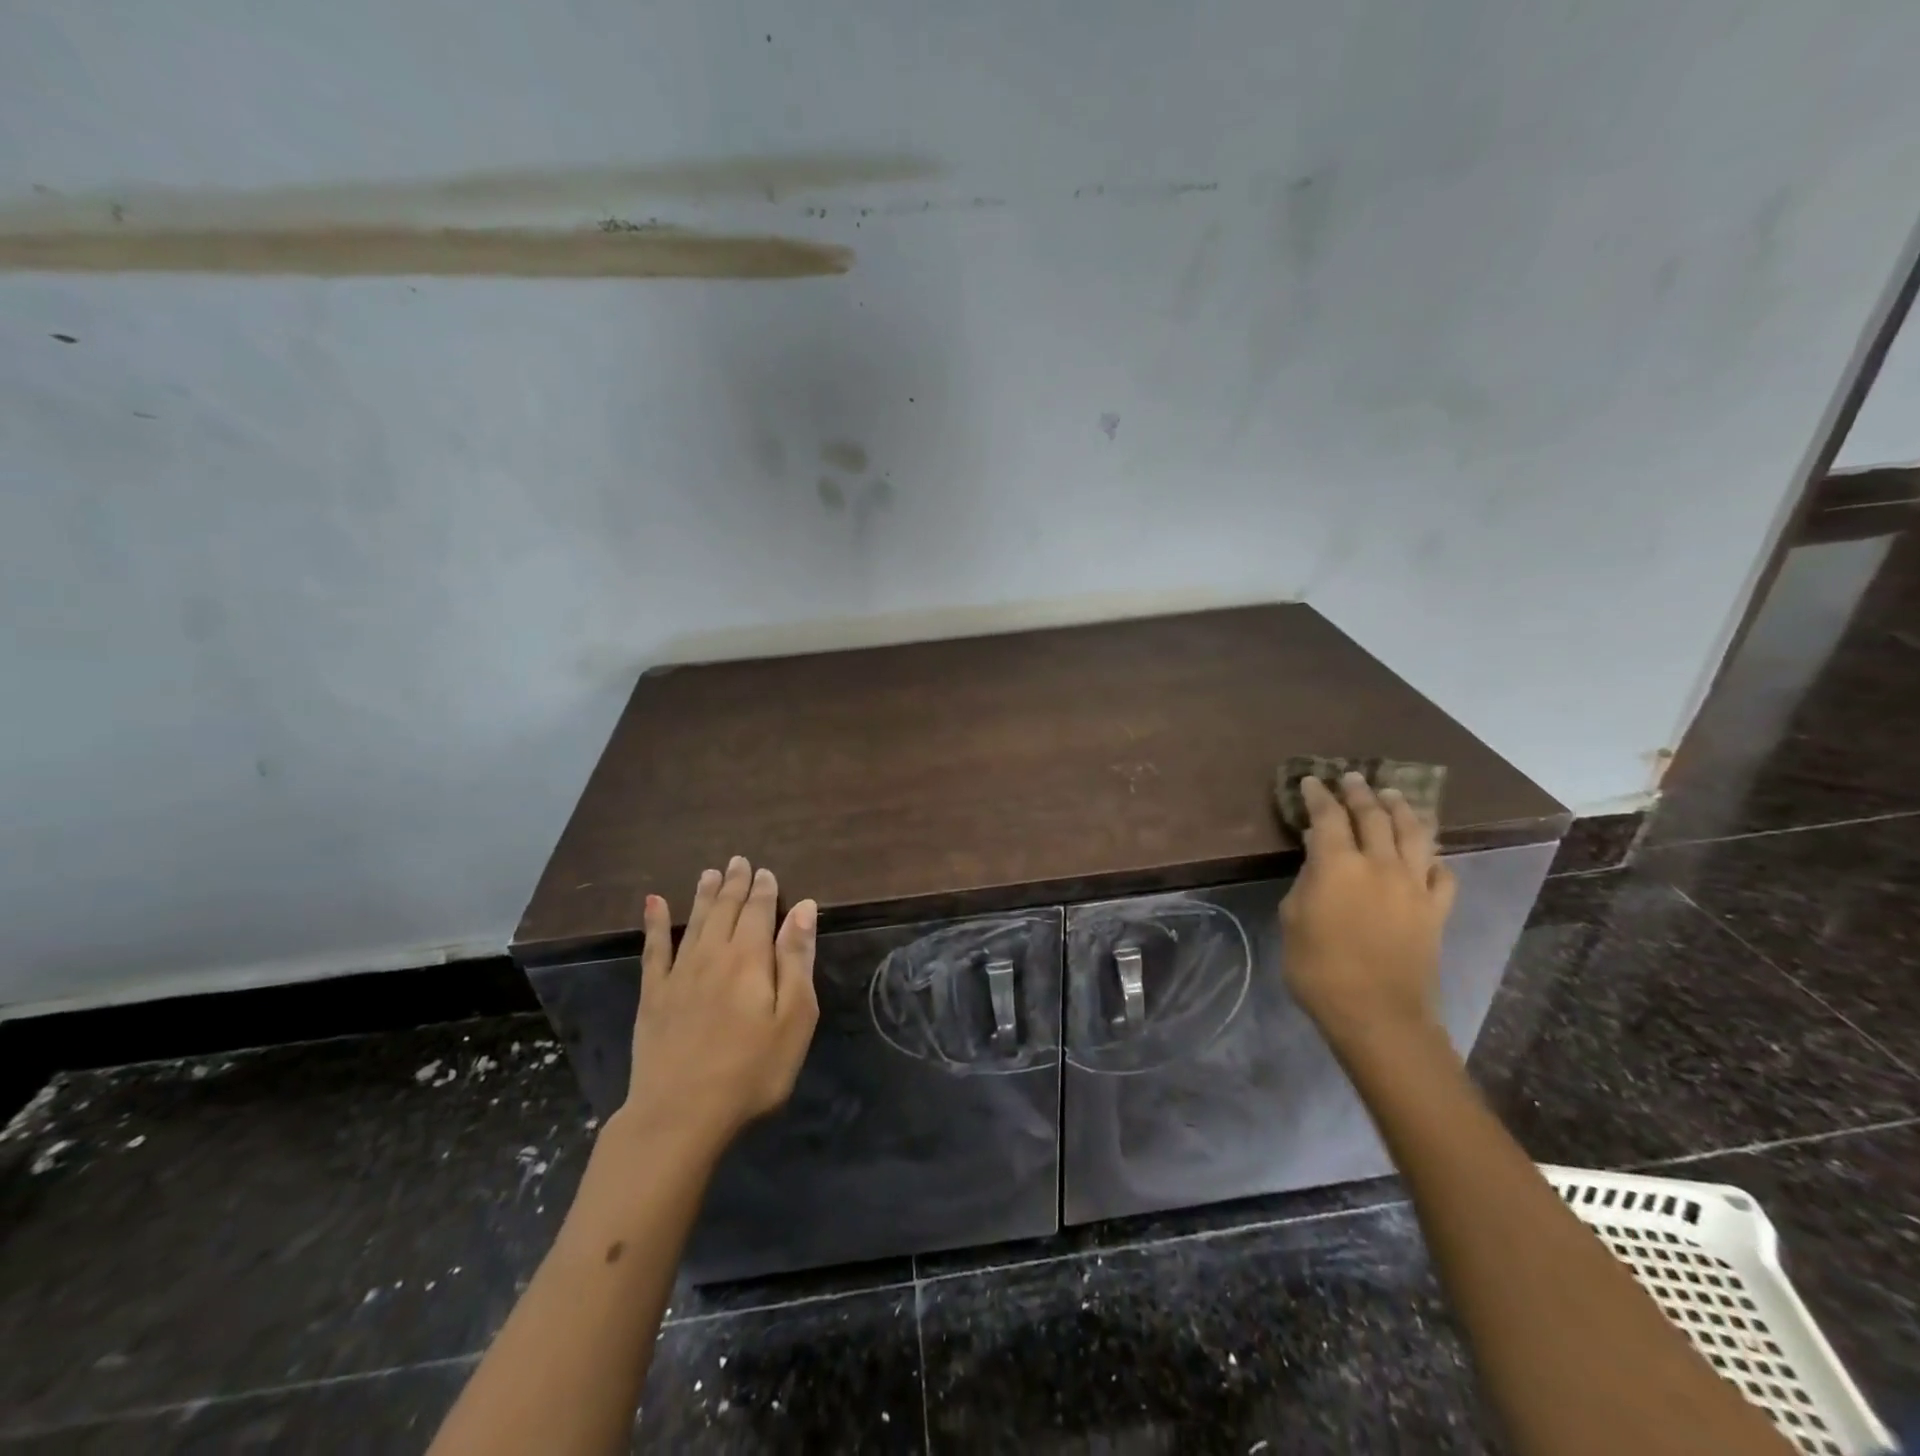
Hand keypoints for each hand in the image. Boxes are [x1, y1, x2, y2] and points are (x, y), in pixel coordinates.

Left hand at [616, 856, 819, 1157]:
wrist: (680, 1115)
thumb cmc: (751, 1071)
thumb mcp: (794, 1018)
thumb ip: (797, 959)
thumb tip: (803, 907)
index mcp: (750, 958)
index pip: (758, 911)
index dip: (763, 889)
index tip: (765, 871)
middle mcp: (713, 954)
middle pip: (725, 909)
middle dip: (734, 883)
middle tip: (738, 860)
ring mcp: (679, 974)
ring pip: (693, 921)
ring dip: (703, 894)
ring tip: (709, 873)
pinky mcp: (653, 995)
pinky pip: (654, 949)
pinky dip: (653, 923)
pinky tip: (652, 903)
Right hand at [1279, 773, 1455, 1052]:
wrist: (1378, 1015)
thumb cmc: (1320, 969)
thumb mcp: (1293, 919)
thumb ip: (1306, 880)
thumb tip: (1318, 851)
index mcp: (1338, 865)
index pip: (1328, 816)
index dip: (1318, 795)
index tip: (1311, 780)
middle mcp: (1381, 865)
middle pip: (1374, 816)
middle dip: (1360, 793)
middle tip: (1352, 778)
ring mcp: (1414, 887)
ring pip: (1414, 835)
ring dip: (1402, 810)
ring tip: (1393, 795)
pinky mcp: (1436, 911)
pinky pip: (1442, 874)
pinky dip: (1432, 857)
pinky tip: (1426, 854)